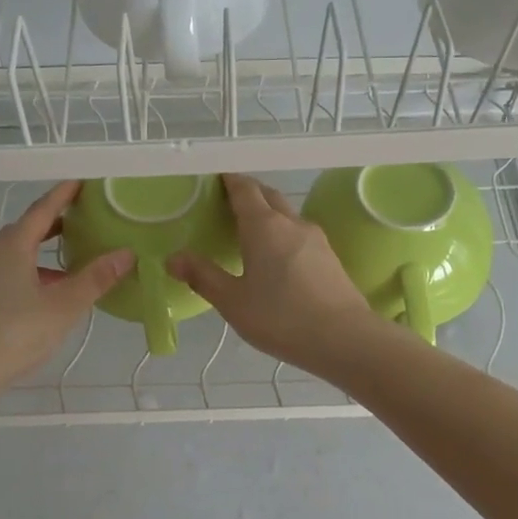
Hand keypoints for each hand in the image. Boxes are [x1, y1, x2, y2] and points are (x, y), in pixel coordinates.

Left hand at [0, 181, 131, 406]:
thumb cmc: (15, 334)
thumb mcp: (63, 307)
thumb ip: (95, 279)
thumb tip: (126, 253)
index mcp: (11, 249)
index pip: (41, 211)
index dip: (62, 195)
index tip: (80, 181)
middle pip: (24, 231)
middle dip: (52, 223)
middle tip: (79, 219)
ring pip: (13, 256)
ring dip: (40, 253)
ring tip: (68, 264)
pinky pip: (5, 276)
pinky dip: (28, 274)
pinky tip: (43, 297)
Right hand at [168, 174, 385, 377]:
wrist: (345, 338)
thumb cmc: (281, 317)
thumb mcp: (233, 301)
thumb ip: (202, 276)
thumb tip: (173, 258)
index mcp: (264, 225)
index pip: (244, 189)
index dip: (228, 181)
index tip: (213, 180)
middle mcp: (291, 222)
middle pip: (268, 195)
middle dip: (248, 193)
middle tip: (226, 205)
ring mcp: (315, 238)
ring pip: (287, 214)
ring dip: (267, 213)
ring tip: (248, 231)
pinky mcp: (330, 256)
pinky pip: (299, 233)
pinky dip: (282, 233)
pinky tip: (276, 257)